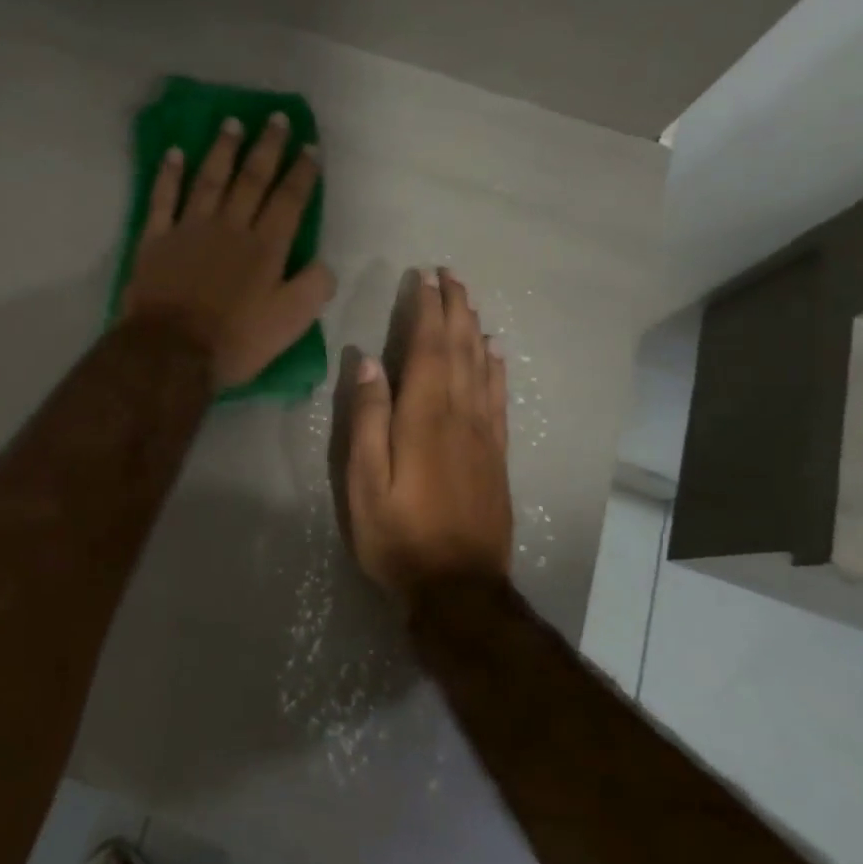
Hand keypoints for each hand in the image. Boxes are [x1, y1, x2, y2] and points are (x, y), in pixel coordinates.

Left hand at [122, 113, 336, 389]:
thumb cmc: (234, 341)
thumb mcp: (290, 324)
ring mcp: (190, 228)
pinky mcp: (156, 238)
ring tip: (232, 123)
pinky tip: (174, 153)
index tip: (310, 146)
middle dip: (267, 147)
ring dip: (222, 149)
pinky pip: (163, 198)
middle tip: (275, 118)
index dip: (302, 172)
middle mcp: (230, 227)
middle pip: (251, 179)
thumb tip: (323, 263)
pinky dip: (168, 174)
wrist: (170, 352)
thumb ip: (313, 288)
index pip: (289, 200)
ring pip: (209, 179)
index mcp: (265, 247)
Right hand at [337, 268, 512, 595]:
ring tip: (469, 302)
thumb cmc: (398, 535)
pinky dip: (496, 369)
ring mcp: (483, 436)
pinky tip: (495, 354)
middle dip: (453, 309)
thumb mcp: (364, 482)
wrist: (458, 588)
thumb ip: (367, 420)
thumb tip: (367, 364)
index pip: (426, 349)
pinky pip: (499, 400)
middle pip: (458, 350)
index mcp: (424, 417)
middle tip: (450, 275)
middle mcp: (459, 416)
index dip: (426, 311)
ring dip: (474, 330)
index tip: (425, 277)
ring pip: (482, 368)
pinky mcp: (496, 456)